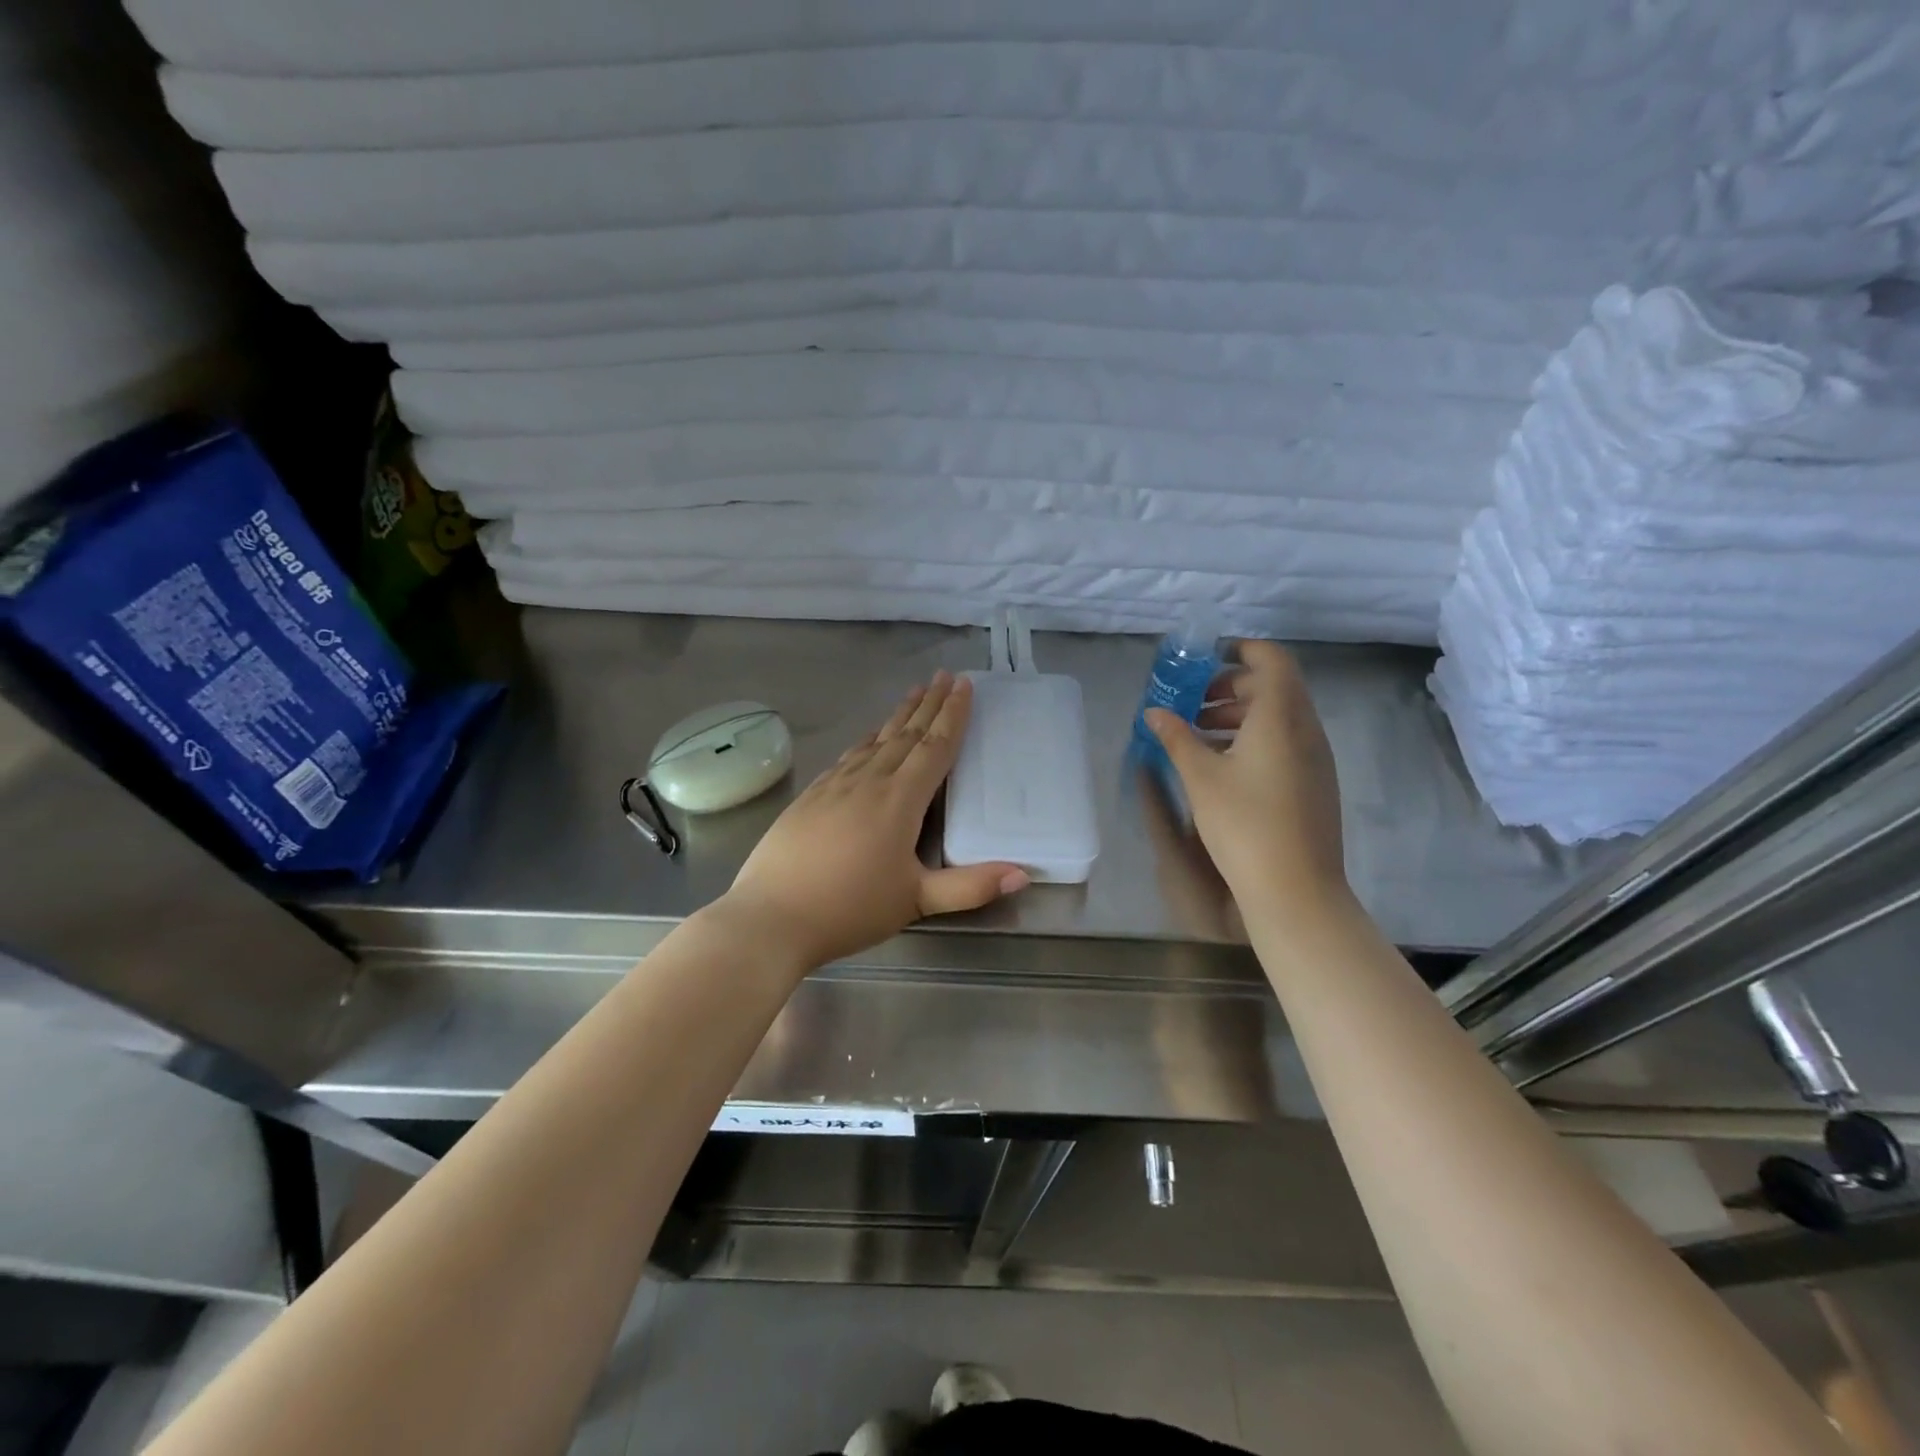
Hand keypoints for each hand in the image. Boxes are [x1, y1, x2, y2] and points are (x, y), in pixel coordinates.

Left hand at [720, 671, 1028, 968]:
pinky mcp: (810, 795)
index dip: (953, 715)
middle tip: (945, 676)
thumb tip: (1024, 873)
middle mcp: (869, 781)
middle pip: (906, 734)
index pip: (934, 747)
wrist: (771, 916)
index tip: (965, 685)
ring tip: (914, 692)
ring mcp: (835, 785)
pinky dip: (866, 740)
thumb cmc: (850, 908)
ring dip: (898, 715)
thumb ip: (971, 887)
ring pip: (875, 740)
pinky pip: (848, 756)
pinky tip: (867, 738)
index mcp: (899, 800)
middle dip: (929, 703)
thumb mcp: (917, 900)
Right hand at [1145, 641, 1350, 924]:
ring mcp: (1316, 757)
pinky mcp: (1315, 782)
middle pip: (1272, 687)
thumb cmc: (1244, 824)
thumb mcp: (1200, 777)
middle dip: (1229, 687)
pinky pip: (1285, 742)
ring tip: (1198, 736)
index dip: (1239, 649)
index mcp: (1281, 716)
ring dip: (1239, 715)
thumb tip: (1154, 712)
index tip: (1204, 660)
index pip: (1270, 658)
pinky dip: (1254, 738)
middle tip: (1191, 704)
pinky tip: (1223, 767)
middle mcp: (1306, 728)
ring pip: (1278, 717)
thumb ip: (1176, 737)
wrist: (1296, 889)